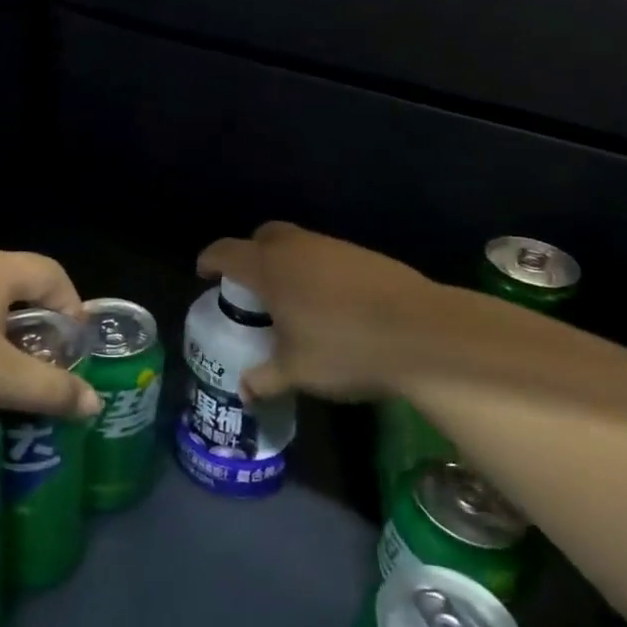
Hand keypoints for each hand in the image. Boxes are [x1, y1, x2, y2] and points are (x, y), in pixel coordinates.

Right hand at [196, 222, 447, 403]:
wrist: (422, 332)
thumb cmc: (345, 349)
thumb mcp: (297, 372)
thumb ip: (265, 378)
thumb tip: (244, 390)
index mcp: (270, 269)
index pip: (227, 252)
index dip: (210, 260)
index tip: (204, 273)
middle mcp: (298, 248)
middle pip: (264, 236)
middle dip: (251, 253)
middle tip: (251, 286)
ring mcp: (334, 247)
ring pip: (298, 243)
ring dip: (287, 262)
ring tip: (292, 299)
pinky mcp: (365, 255)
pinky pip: (327, 255)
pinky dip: (317, 270)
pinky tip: (330, 303)